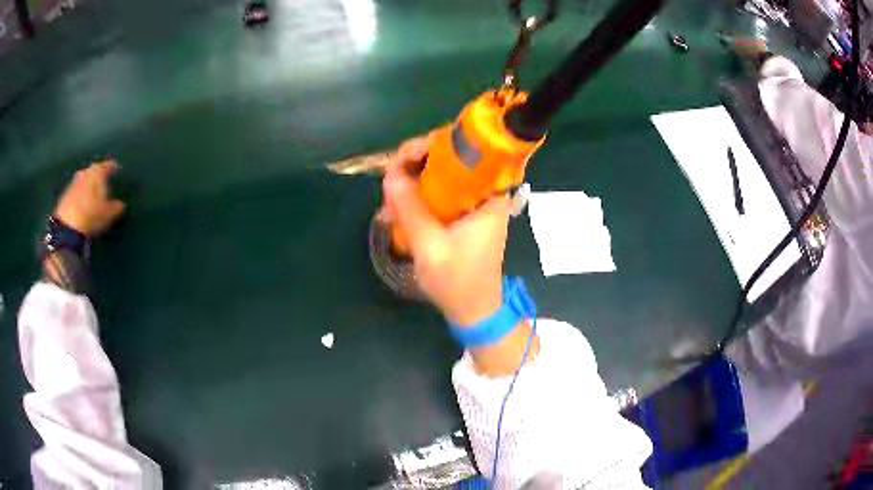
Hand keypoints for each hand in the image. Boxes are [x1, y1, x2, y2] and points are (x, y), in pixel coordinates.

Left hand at [54, 160, 125, 237]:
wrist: (67, 227)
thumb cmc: (92, 215)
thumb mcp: (109, 214)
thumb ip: (117, 207)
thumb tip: (122, 204)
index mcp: (98, 171)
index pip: (109, 165)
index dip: (114, 168)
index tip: (117, 171)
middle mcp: (86, 171)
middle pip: (95, 170)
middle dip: (99, 175)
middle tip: (104, 182)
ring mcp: (74, 182)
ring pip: (85, 178)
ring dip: (89, 184)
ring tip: (93, 193)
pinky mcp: (66, 193)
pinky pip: (77, 189)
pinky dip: (82, 193)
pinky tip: (83, 202)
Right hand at [381, 135, 511, 325]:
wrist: (474, 310)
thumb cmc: (458, 282)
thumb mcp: (430, 247)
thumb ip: (411, 209)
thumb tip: (389, 174)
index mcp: (489, 194)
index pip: (465, 149)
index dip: (432, 145)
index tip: (403, 158)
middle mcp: (485, 191)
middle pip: (450, 157)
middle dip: (415, 163)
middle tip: (391, 181)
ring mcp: (475, 202)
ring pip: (442, 174)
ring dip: (413, 180)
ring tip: (391, 200)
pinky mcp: (465, 213)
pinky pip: (440, 191)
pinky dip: (419, 194)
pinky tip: (400, 208)